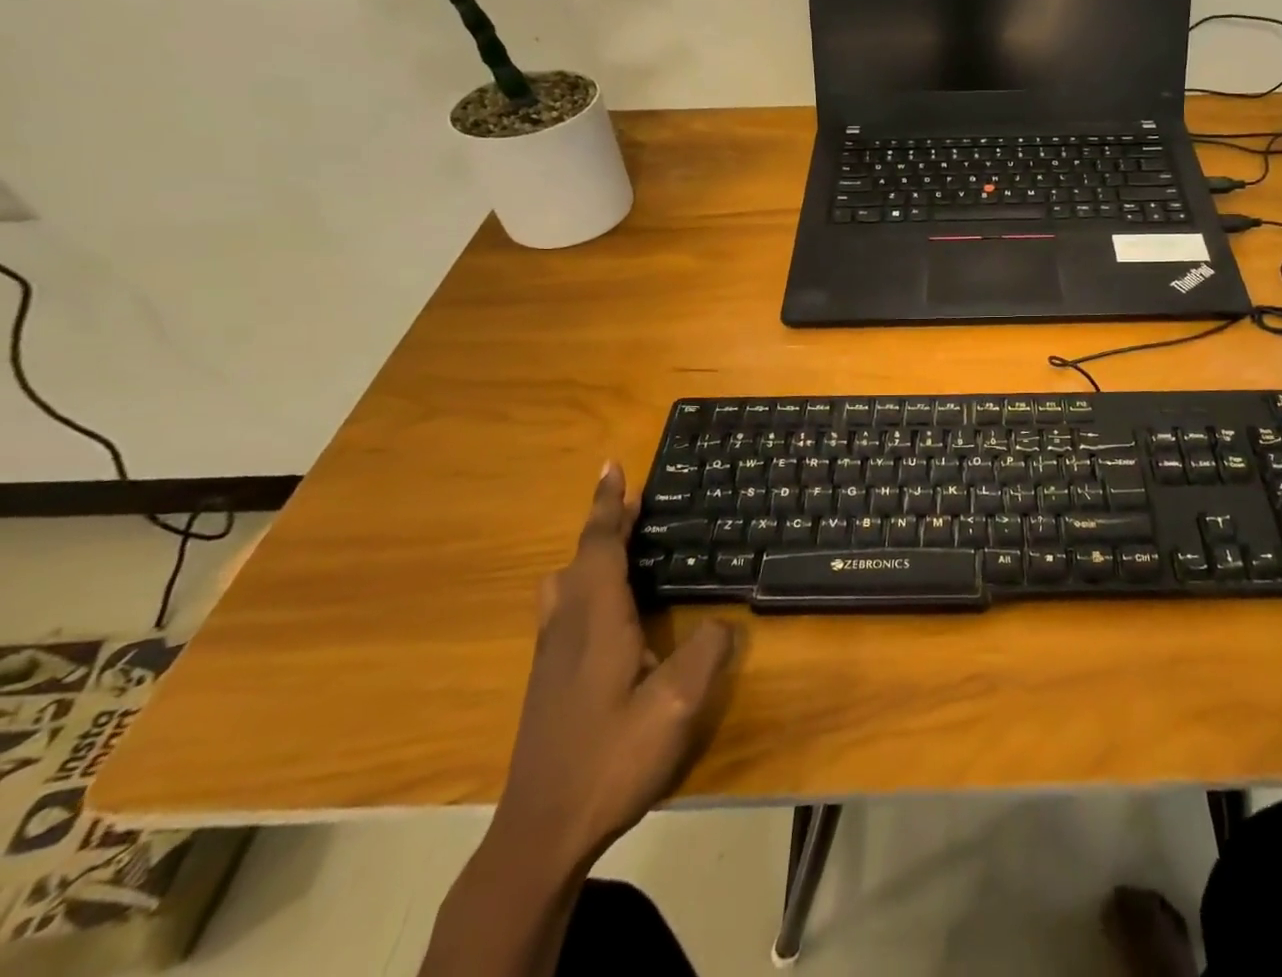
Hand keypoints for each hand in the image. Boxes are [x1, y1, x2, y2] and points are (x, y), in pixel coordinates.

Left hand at [494, 462, 737, 867]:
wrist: (540, 833)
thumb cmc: (610, 758)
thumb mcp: (676, 706)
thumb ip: (707, 653)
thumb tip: (724, 621)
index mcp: (595, 619)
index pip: (599, 545)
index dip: (608, 505)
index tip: (611, 465)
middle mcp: (566, 627)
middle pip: (579, 558)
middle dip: (603, 524)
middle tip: (632, 502)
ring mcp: (549, 656)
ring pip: (562, 585)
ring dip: (589, 556)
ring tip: (619, 549)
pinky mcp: (546, 682)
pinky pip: (562, 609)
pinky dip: (584, 585)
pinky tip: (608, 612)